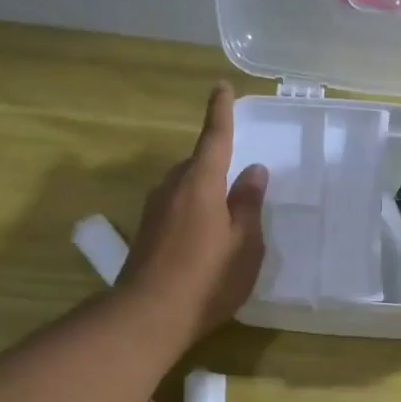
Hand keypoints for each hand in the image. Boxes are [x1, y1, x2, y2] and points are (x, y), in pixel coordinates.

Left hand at [122, 84, 268, 339]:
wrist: (149, 315)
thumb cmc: (208, 278)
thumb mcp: (244, 244)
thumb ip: (249, 205)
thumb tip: (254, 170)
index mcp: (201, 184)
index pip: (214, 138)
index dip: (220, 112)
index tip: (221, 87)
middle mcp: (173, 188)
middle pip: (197, 164)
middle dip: (217, 163)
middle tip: (240, 180)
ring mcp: (155, 210)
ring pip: (185, 187)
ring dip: (204, 191)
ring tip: (226, 215)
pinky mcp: (146, 232)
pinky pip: (176, 207)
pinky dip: (193, 210)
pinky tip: (204, 236)